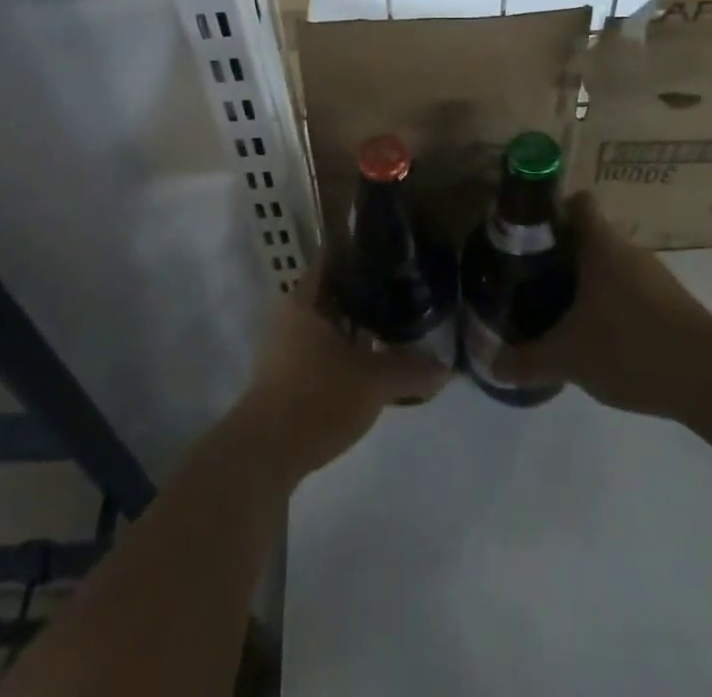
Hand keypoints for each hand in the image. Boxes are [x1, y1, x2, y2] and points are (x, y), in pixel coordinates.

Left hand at [233, 265, 449, 483]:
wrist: (265, 455)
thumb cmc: (316, 398)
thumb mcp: (373, 382)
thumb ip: (411, 370)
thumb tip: (445, 368)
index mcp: (303, 300)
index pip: (333, 261)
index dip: (361, 256)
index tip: (392, 259)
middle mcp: (289, 316)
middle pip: (332, 295)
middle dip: (365, 298)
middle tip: (402, 297)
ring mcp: (282, 348)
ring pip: (327, 328)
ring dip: (355, 331)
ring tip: (392, 332)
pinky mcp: (283, 378)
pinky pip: (319, 354)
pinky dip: (343, 356)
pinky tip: (369, 368)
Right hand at [492, 193, 711, 416]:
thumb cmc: (631, 348)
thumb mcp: (568, 358)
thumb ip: (526, 360)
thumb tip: (490, 365)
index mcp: (602, 245)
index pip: (577, 202)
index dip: (552, 209)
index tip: (528, 231)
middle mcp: (629, 251)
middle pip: (591, 235)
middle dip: (563, 253)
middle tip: (533, 277)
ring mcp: (655, 278)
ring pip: (612, 266)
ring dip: (588, 282)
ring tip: (561, 310)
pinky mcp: (673, 306)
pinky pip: (632, 292)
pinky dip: (613, 306)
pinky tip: (600, 338)